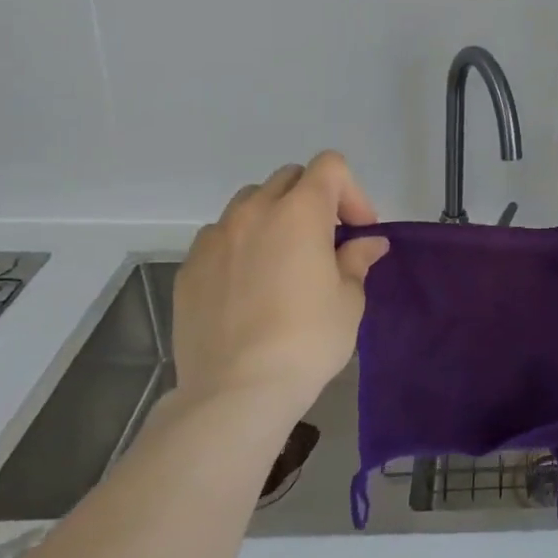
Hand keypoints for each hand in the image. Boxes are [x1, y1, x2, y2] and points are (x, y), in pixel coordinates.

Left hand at [171, 151, 389, 414]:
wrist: (236, 391)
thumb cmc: (307, 340)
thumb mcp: (348, 300)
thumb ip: (357, 260)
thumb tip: (368, 243)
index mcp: (300, 211)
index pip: (329, 166)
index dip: (351, 192)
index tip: (357, 231)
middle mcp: (254, 212)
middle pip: (289, 178)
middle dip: (313, 199)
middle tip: (326, 241)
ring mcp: (215, 238)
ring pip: (249, 203)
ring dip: (273, 217)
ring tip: (282, 259)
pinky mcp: (189, 268)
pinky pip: (220, 237)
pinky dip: (240, 246)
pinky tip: (248, 286)